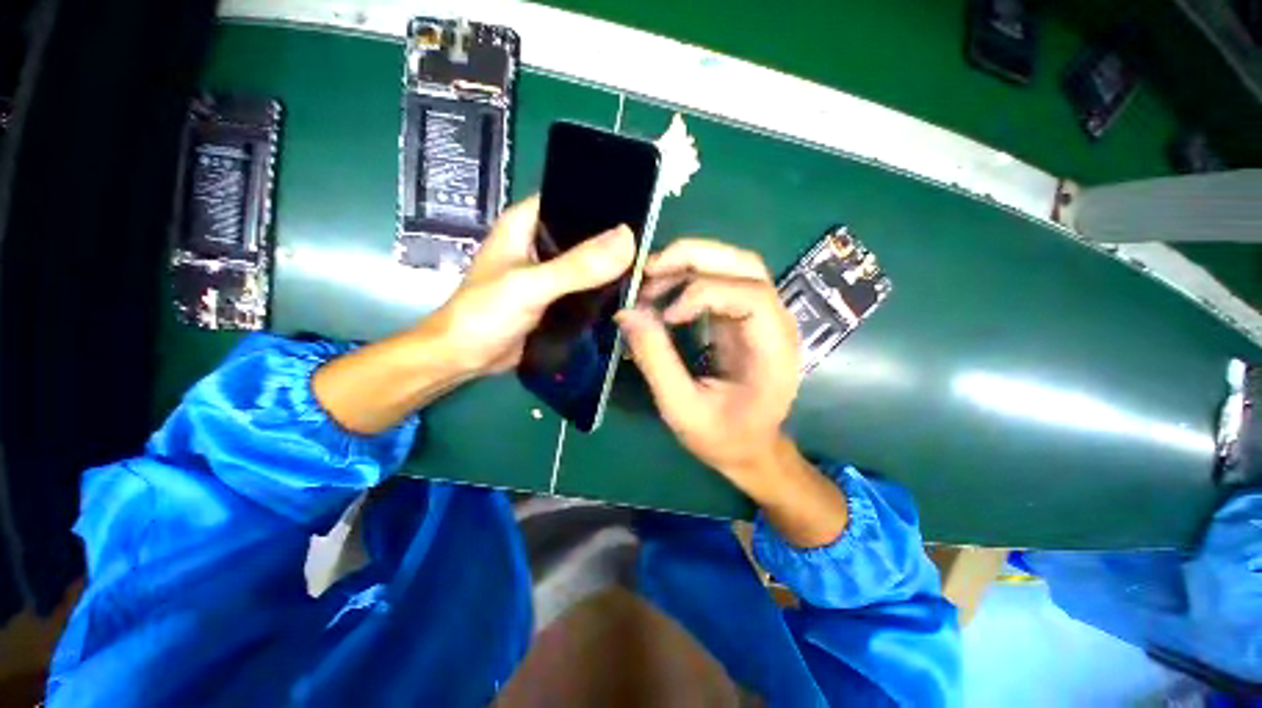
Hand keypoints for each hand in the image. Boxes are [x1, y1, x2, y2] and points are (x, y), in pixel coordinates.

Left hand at [420, 196, 635, 375]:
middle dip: (615, 242)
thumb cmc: (485, 314)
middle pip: (585, 234)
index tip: (641, 215)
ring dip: (611, 268)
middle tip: (651, 250)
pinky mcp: (556, 298)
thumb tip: (627, 240)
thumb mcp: (530, 286)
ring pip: (588, 263)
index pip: (571, 200)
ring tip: (647, 271)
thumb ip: (576, 266)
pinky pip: (586, 288)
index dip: (604, 205)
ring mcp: (549, 273)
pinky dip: (603, 291)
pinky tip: (628, 294)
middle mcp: (540, 243)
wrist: (465, 358)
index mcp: (525, 223)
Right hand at [617, 238, 848, 545]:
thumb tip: (626, 314)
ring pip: (732, 264)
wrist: (750, 449)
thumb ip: (656, 361)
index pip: (752, 294)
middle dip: (693, 257)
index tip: (666, 315)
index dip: (705, 292)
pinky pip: (719, 281)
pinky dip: (688, 277)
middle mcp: (775, 323)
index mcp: (773, 350)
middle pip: (744, 264)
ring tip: (649, 279)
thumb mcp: (682, 409)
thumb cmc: (723, 437)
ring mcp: (761, 316)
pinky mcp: (743, 317)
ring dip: (689, 262)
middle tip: (647, 270)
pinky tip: (662, 291)